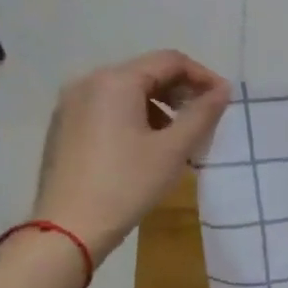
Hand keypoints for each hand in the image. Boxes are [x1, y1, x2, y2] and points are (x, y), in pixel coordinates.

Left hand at [31, 50, 231, 260]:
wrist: (69, 227)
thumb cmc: (127, 185)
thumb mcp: (173, 150)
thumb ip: (202, 114)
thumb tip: (223, 90)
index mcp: (116, 81)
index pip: (170, 61)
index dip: (202, 76)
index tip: (224, 100)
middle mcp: (88, 82)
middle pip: (146, 72)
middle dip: (180, 91)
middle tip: (204, 120)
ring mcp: (71, 104)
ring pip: (126, 91)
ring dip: (158, 106)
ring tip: (177, 138)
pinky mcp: (64, 126)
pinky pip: (107, 108)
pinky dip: (133, 117)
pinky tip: (145, 147)